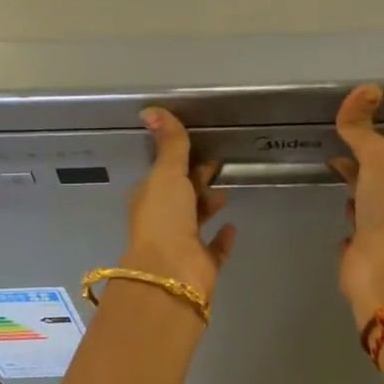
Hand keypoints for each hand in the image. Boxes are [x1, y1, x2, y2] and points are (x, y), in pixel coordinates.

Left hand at [121, 107, 236, 299]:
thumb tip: (150, 109)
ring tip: (226, 191)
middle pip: (181, 196)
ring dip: (207, 206)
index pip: (165, 174)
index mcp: (150, 199)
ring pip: (196, 220)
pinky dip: (222, 239)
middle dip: (195, 180)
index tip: (200, 147)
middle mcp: (163, 221)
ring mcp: (182, 245)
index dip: (180, 160)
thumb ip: (169, 144)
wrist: (171, 274)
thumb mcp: (166, 173)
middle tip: (218, 164)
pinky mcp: (201, 265)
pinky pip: (214, 249)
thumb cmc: (164, 218)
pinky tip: (233, 227)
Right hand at [330, 85, 383, 326]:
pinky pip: (351, 237)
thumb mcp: (378, 158)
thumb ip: (364, 130)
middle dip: (355, 171)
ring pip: (362, 209)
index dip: (363, 146)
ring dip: (351, 198)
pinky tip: (336, 228)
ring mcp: (376, 234)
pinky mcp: (359, 257)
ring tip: (330, 186)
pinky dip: (345, 228)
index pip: (381, 158)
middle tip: (329, 160)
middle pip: (372, 183)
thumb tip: (366, 89)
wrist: (383, 267)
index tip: (339, 137)